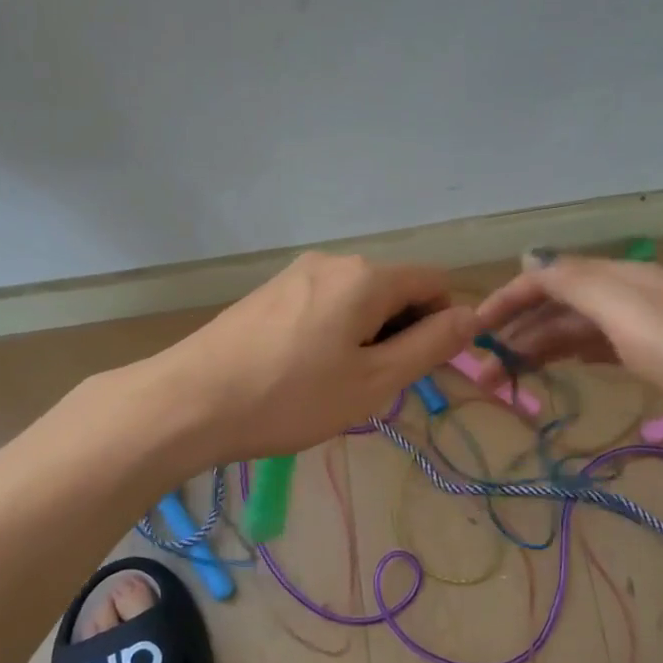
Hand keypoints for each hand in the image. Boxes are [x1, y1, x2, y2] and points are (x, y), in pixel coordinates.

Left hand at [156, 253, 480, 462]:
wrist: (190, 401)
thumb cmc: (291, 398)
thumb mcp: (373, 381)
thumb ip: (429, 346)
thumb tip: (472, 316)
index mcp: (366, 276)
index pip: (433, 282)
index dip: (443, 322)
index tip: (422, 369)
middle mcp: (332, 261)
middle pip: (394, 289)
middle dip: (401, 332)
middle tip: (375, 387)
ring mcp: (295, 273)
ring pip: (357, 299)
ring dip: (367, 337)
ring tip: (337, 386)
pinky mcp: (269, 292)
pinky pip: (323, 305)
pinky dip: (334, 334)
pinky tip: (306, 373)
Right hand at [473, 254, 662, 451]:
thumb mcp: (629, 312)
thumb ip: (576, 282)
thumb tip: (529, 254)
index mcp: (621, 279)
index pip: (550, 277)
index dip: (507, 299)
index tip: (472, 331)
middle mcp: (632, 297)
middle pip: (561, 306)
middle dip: (517, 332)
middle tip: (484, 373)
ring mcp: (650, 330)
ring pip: (579, 331)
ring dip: (540, 349)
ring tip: (509, 380)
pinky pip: (603, 350)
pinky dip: (574, 356)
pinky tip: (563, 368)